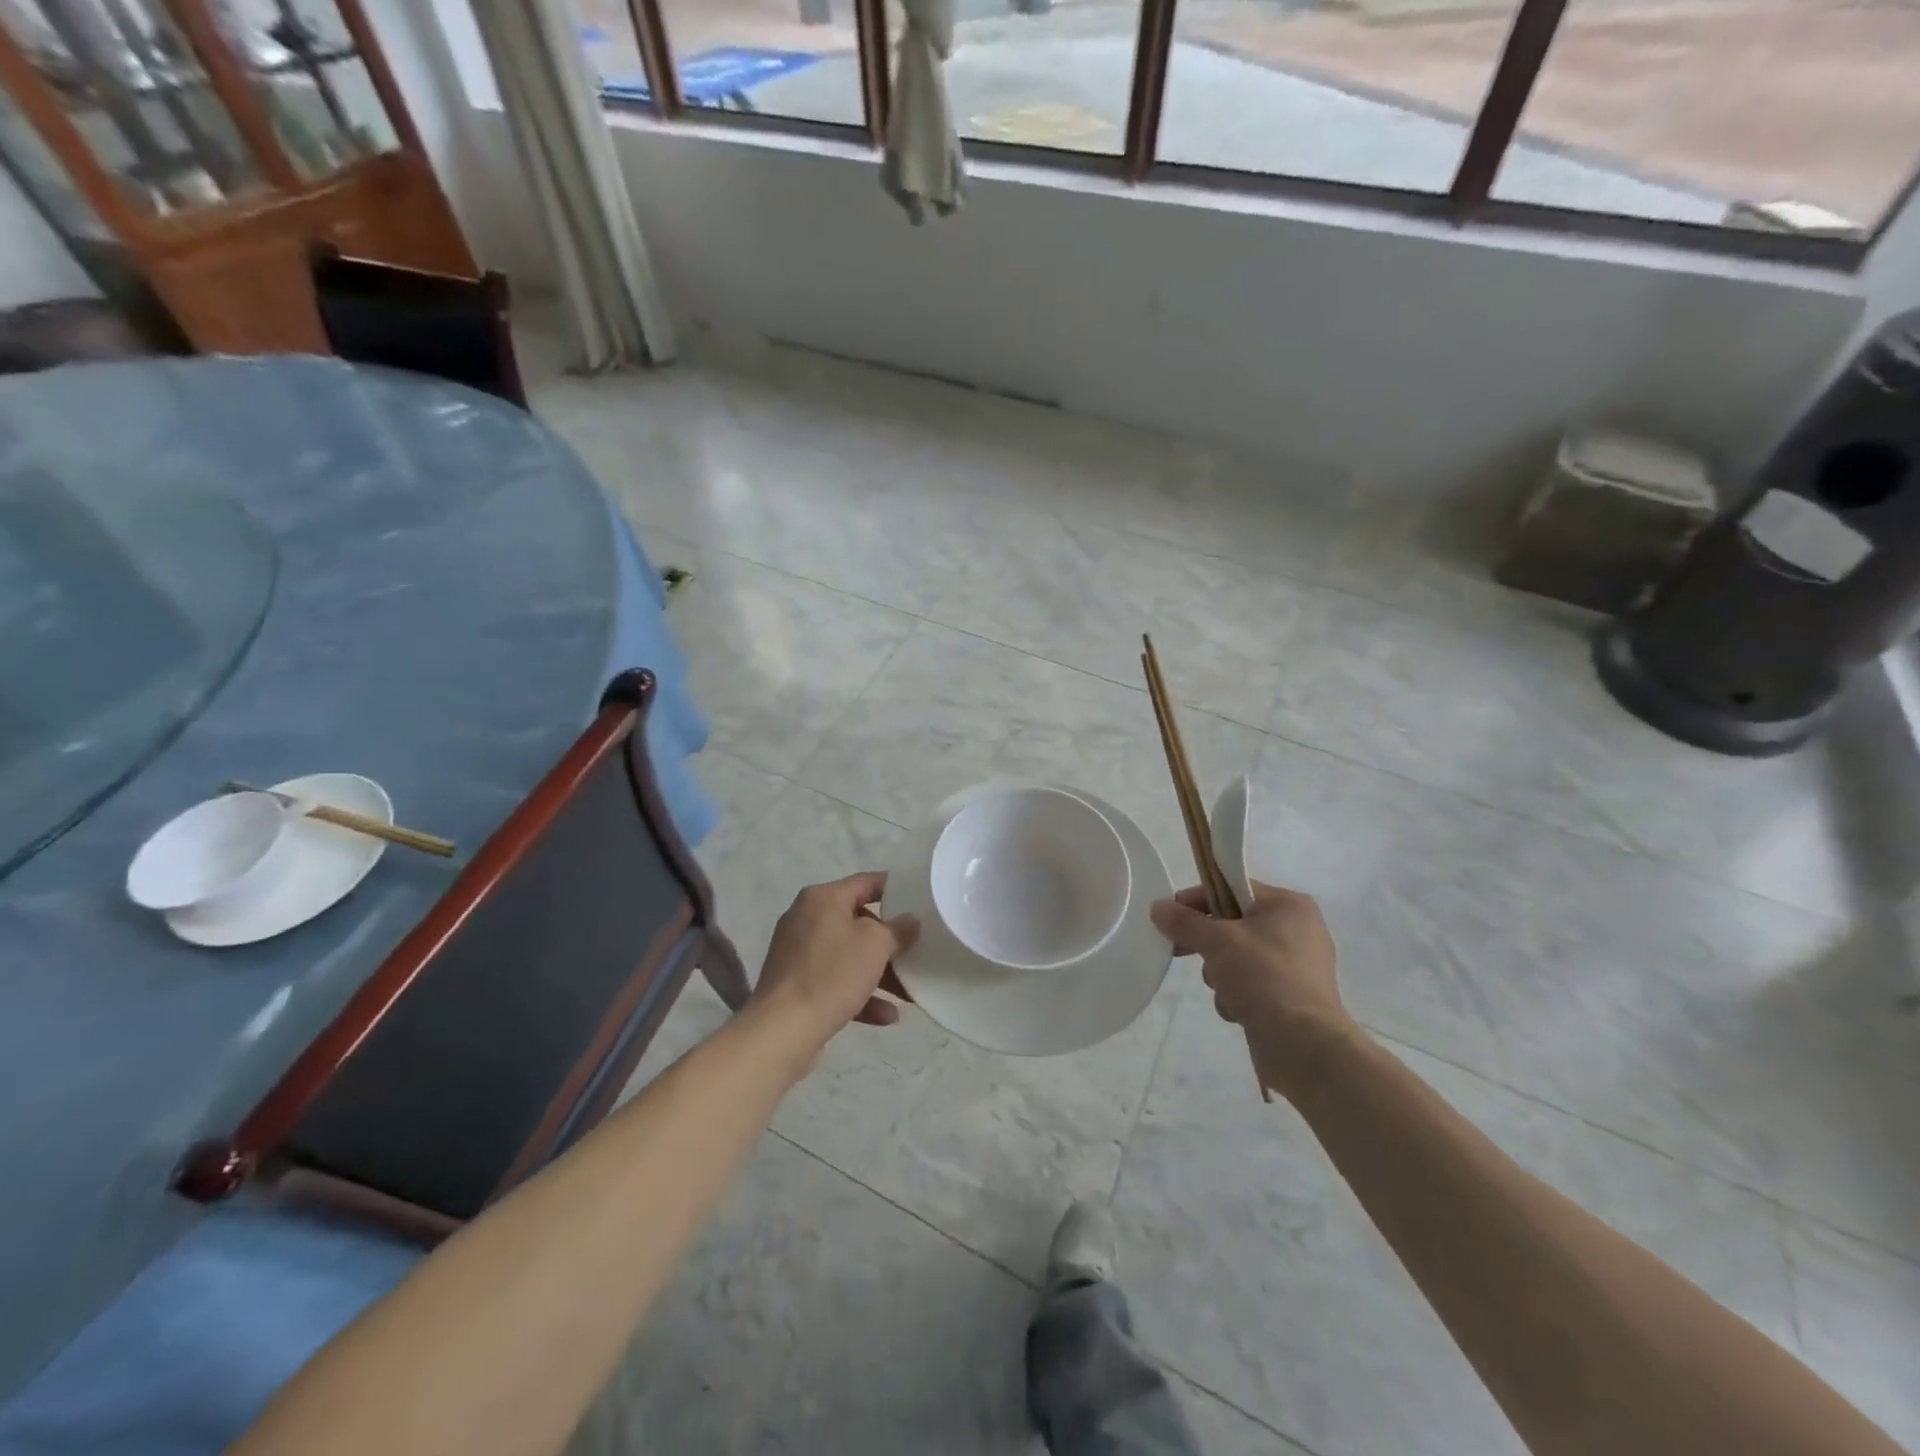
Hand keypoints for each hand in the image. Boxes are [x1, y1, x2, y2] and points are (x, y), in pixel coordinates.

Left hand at [749, 872, 918, 1062]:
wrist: (782, 1030)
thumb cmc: (832, 974)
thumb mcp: (876, 945)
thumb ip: (898, 929)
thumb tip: (910, 920)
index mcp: (822, 898)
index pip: (866, 882)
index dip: (895, 888)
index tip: (920, 899)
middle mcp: (806, 918)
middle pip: (859, 922)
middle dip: (889, 942)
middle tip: (916, 952)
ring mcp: (798, 953)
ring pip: (849, 955)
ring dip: (879, 973)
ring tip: (908, 994)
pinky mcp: (796, 984)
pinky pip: (835, 981)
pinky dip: (860, 994)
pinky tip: (887, 1016)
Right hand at [1150, 881, 1358, 1099]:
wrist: (1305, 1046)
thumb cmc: (1264, 978)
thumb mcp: (1217, 941)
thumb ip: (1184, 921)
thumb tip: (1157, 907)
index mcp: (1288, 905)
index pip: (1230, 889)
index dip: (1196, 901)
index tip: (1168, 917)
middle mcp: (1297, 929)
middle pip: (1232, 924)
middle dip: (1207, 944)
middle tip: (1180, 951)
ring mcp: (1296, 965)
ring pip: (1237, 956)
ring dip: (1220, 973)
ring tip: (1224, 990)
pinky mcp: (1291, 996)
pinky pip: (1251, 982)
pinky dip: (1238, 993)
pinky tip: (1237, 1009)